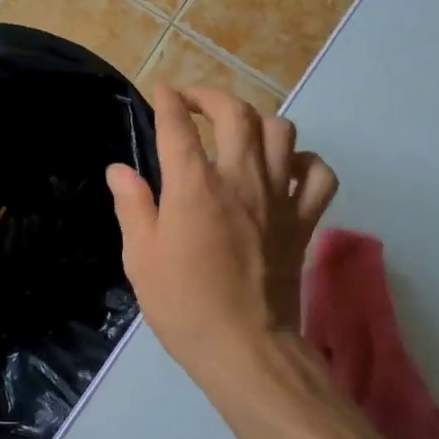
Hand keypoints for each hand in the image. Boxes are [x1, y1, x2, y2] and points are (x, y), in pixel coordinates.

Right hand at [108, 86, 337, 380]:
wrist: (245, 346)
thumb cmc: (183, 304)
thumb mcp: (140, 258)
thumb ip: (132, 206)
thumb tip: (119, 169)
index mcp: (193, 186)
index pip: (178, 126)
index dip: (167, 101)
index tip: (161, 92)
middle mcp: (239, 179)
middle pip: (235, 114)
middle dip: (211, 96)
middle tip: (194, 103)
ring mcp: (279, 197)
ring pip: (281, 132)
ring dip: (257, 122)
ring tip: (238, 133)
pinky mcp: (303, 220)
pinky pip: (318, 174)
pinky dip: (305, 162)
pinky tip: (287, 168)